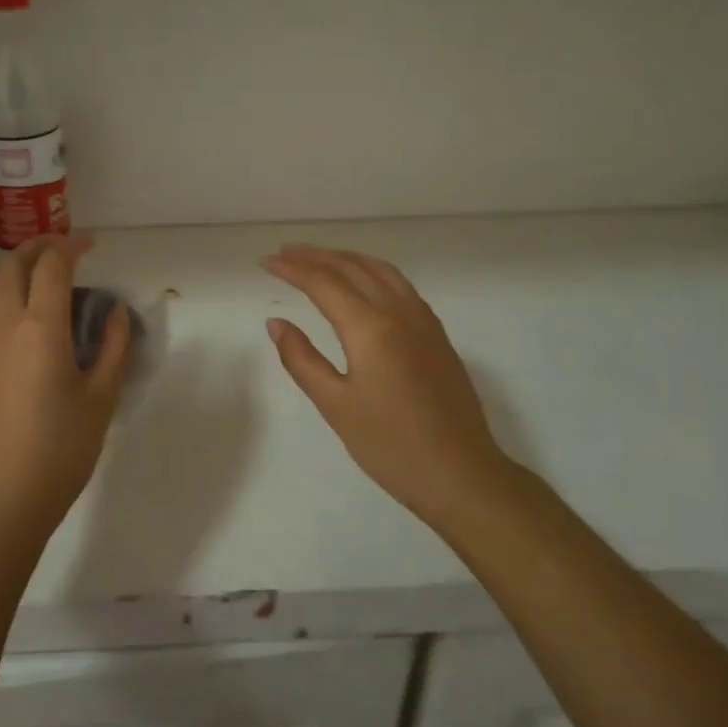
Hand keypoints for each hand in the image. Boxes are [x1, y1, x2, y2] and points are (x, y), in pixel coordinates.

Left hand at [0, 235, 131, 540]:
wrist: (3, 495)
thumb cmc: (62, 449)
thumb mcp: (102, 397)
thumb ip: (114, 346)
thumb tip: (116, 310)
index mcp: (41, 327)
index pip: (53, 266)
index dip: (72, 247)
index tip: (90, 246)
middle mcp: (1, 322)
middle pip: (14, 264)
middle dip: (40, 247)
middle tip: (63, 252)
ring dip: (9, 265)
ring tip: (30, 270)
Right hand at [264, 244, 514, 526]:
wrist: (461, 474)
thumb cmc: (390, 446)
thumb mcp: (335, 405)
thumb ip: (302, 359)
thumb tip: (276, 323)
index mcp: (370, 328)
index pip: (324, 283)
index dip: (292, 268)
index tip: (266, 261)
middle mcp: (399, 312)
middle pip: (352, 268)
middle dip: (315, 256)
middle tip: (284, 252)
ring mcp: (423, 321)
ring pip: (380, 270)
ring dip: (346, 258)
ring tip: (319, 258)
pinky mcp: (437, 334)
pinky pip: (400, 285)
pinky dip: (373, 271)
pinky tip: (365, 282)